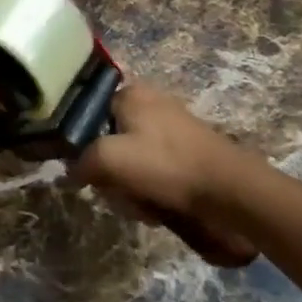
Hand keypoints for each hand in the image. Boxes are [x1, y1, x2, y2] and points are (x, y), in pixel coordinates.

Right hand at [76, 85, 260, 266]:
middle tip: (121, 194)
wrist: (232, 190)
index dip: (84, 147)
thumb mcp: (110, 160)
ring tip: (145, 207)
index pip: (88, 116)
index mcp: (130, 94)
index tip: (91, 172)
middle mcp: (150, 103)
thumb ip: (81, 162)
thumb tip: (69, 172)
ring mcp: (172, 127)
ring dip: (132, 187)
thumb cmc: (166, 165)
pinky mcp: (189, 151)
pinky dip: (154, 189)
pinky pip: (156, 170)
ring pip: (132, 160)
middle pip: (110, 142)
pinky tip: (161, 207)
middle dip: (113, 175)